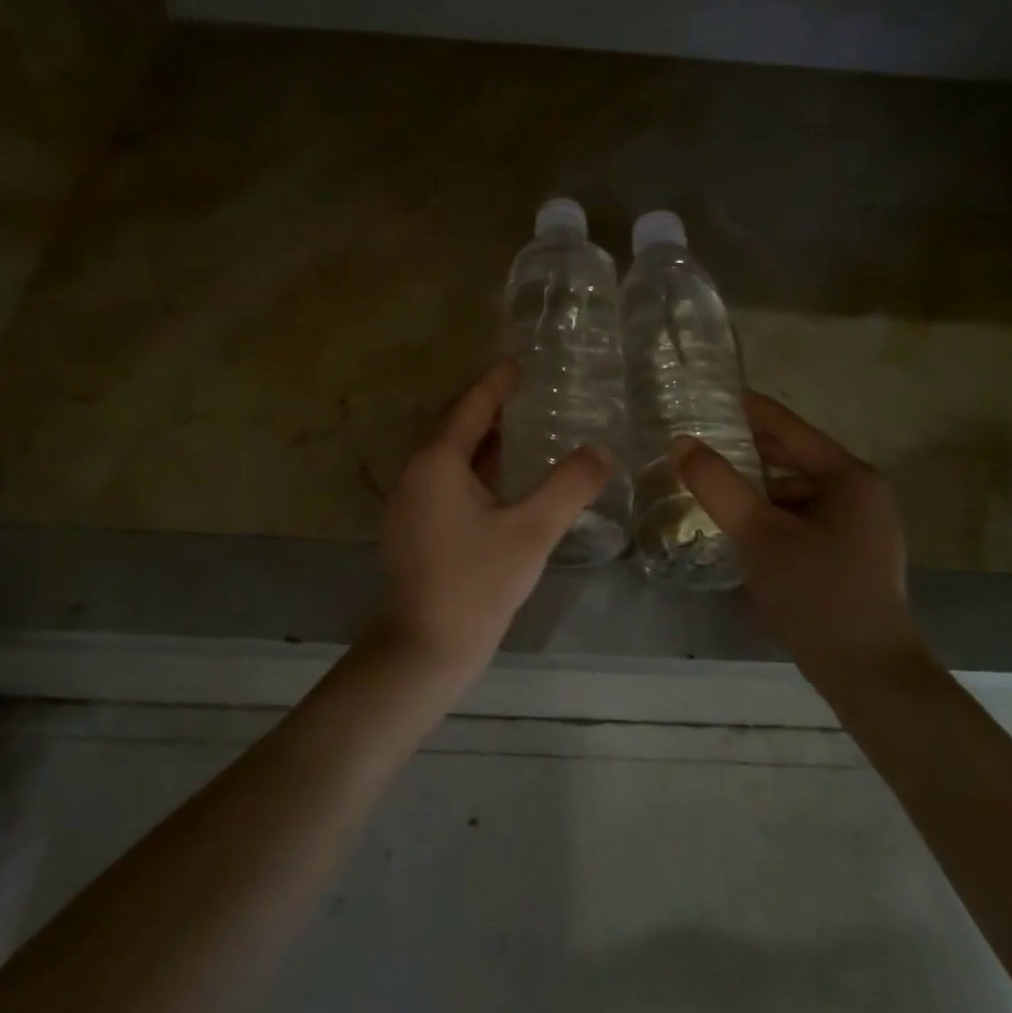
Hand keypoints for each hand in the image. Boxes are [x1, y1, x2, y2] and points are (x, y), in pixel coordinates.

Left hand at [373, 360, 612, 678]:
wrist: (425, 648)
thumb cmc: (477, 584)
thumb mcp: (532, 532)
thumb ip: (569, 487)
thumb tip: (602, 452)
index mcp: (439, 462)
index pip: (472, 406)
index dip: (498, 383)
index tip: (521, 364)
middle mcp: (416, 472)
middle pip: (458, 427)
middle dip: (492, 409)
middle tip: (532, 394)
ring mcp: (410, 501)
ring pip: (451, 456)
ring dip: (484, 440)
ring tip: (524, 430)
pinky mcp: (413, 526)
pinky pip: (446, 479)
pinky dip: (475, 468)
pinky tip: (502, 481)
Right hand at [673, 393, 924, 674]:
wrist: (869, 673)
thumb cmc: (817, 593)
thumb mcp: (758, 534)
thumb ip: (718, 485)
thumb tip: (681, 444)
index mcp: (849, 477)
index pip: (789, 427)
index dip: (749, 409)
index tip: (711, 394)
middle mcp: (861, 494)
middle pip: (794, 458)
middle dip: (748, 451)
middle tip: (700, 442)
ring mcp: (861, 527)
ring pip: (796, 493)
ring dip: (757, 489)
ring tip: (713, 488)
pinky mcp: (853, 557)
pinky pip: (804, 520)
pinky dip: (772, 517)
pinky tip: (741, 531)